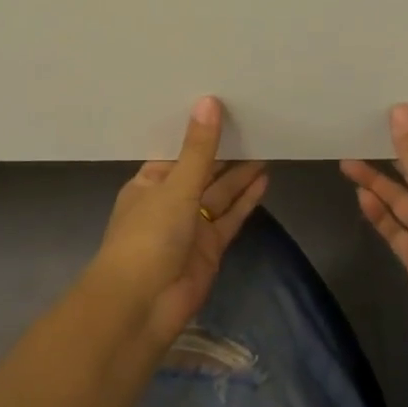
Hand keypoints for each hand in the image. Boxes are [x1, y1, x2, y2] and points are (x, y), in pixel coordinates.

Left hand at [88, 96, 267, 342]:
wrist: (142, 305)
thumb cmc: (148, 237)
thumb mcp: (175, 187)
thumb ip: (198, 149)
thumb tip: (209, 101)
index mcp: (149, 183)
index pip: (177, 152)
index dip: (199, 133)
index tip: (223, 107)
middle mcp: (169, 202)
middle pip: (202, 172)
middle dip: (224, 152)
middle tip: (254, 122)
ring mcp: (190, 227)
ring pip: (219, 194)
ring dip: (240, 174)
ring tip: (266, 145)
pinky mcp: (210, 248)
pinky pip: (231, 218)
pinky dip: (246, 201)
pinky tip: (265, 179)